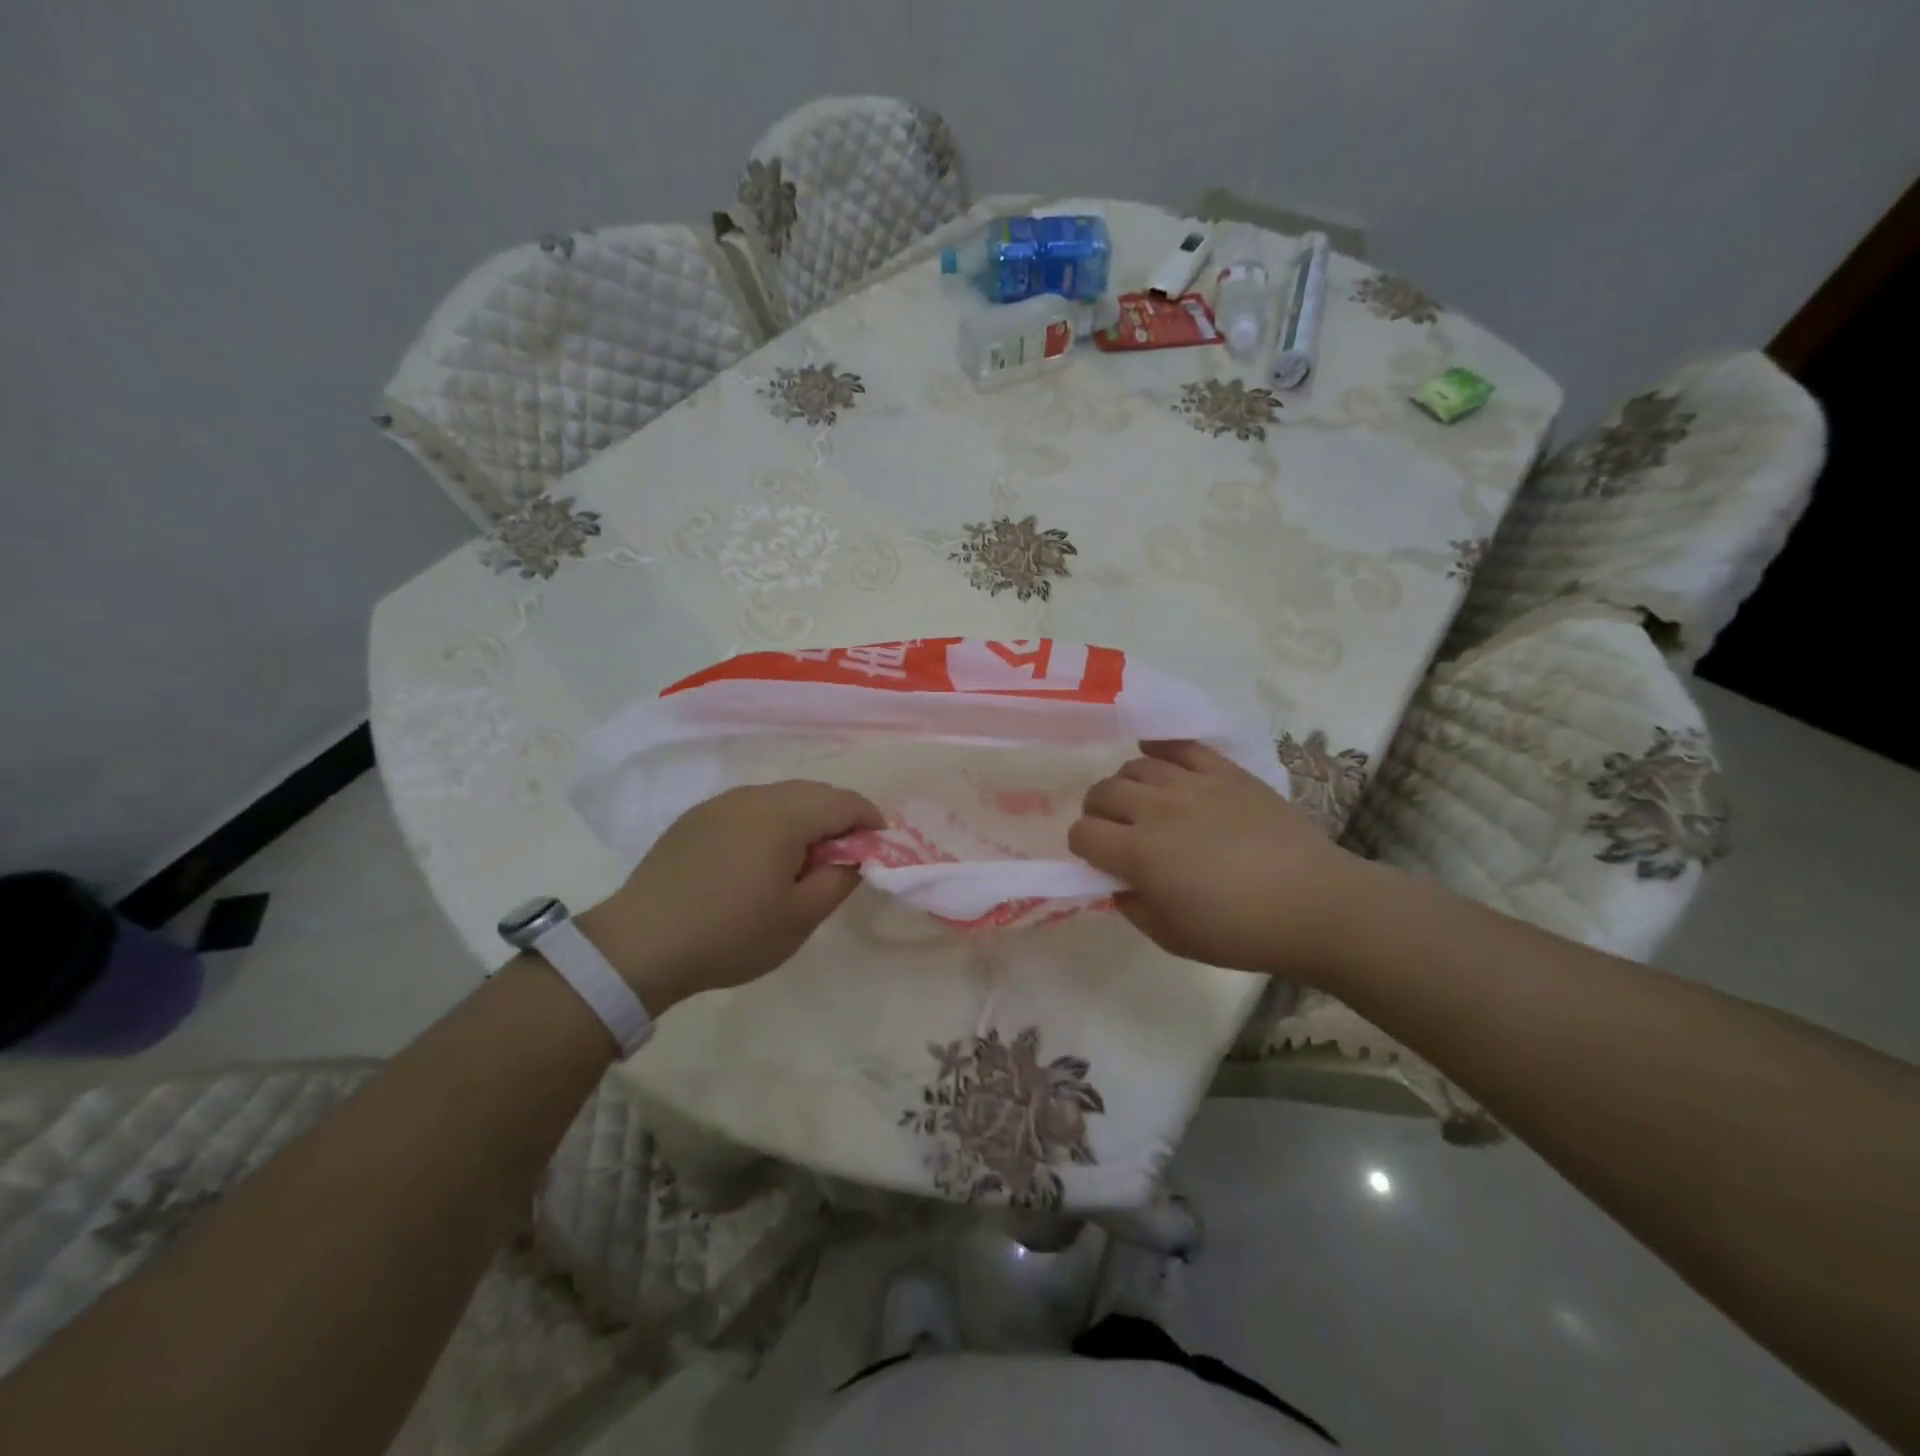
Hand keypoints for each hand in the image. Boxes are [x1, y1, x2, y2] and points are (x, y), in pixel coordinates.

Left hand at [575, 781, 881, 1010]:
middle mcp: (755, 795)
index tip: (879, 850)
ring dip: (805, 818)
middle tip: (844, 858)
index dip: (871, 821)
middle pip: (814, 792)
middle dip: (839, 818)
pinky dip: (771, 822)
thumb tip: (856, 855)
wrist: (640, 944)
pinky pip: (750, 806)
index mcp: (785, 815)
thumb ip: (839, 879)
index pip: (845, 801)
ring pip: (781, 796)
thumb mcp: (800, 918)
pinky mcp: (697, 817)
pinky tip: (760, 858)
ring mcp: (721, 803)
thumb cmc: (730, 934)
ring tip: (802, 859)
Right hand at [1068, 741, 1390, 979]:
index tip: (1097, 859)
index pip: (1083, 833)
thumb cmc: (1241, 932)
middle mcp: (1158, 809)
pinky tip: (1158, 759)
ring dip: (1126, 785)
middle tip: (1115, 830)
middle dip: (1097, 811)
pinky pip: (1181, 746)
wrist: (1315, 905)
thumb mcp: (1172, 938)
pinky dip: (1161, 749)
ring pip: (1136, 766)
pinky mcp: (1226, 772)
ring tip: (1142, 802)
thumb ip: (1133, 906)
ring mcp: (1193, 784)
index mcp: (1140, 853)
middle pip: (1103, 792)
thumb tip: (1118, 882)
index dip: (1082, 846)